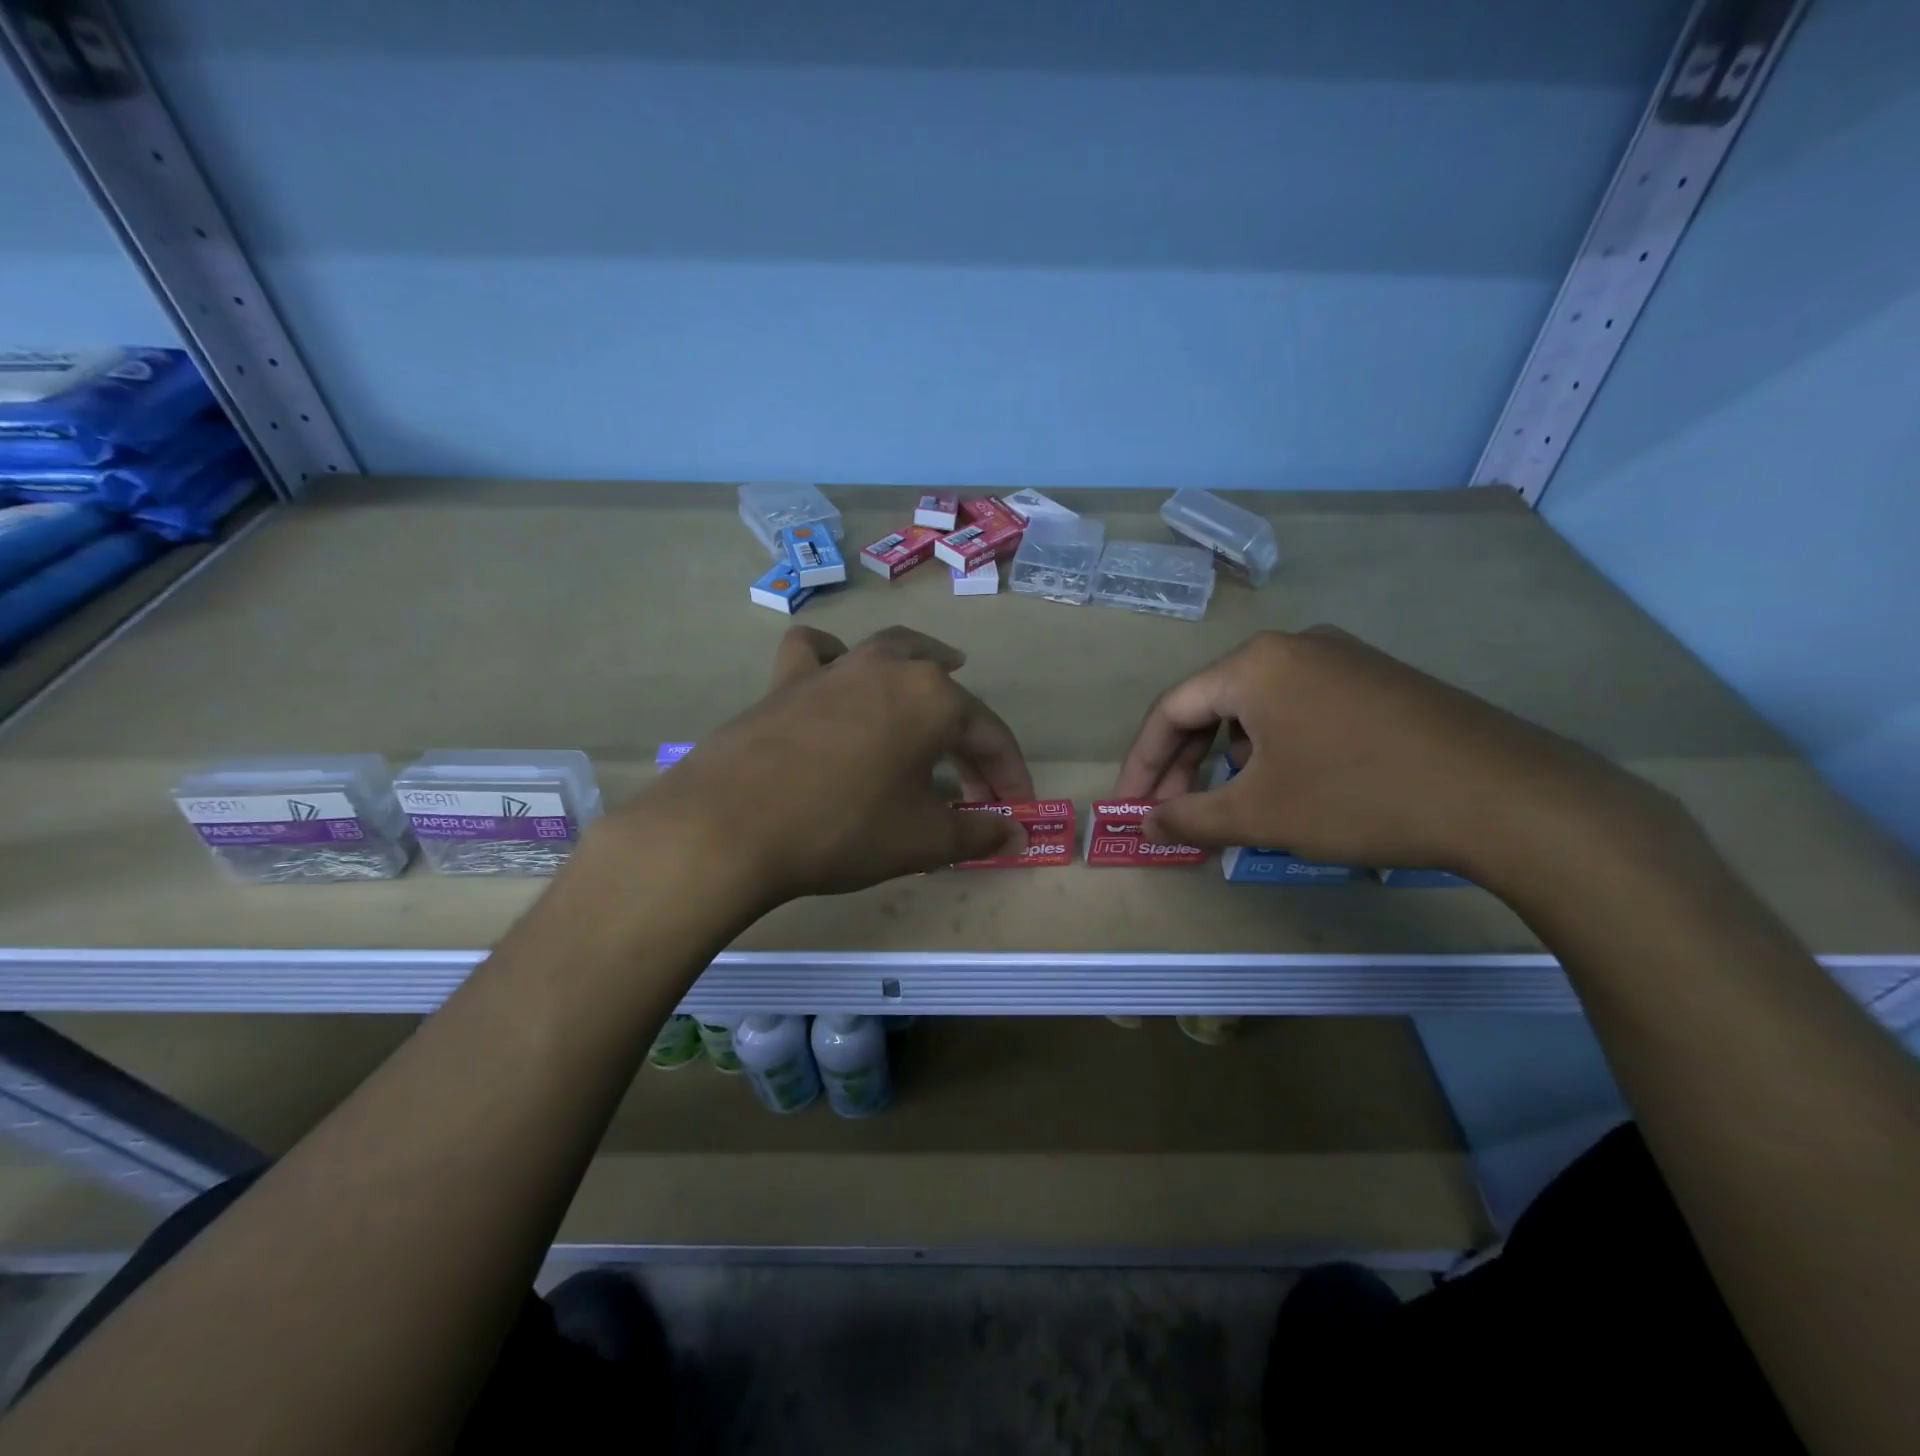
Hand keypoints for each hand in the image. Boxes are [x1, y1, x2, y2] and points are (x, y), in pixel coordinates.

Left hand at [623, 625, 1034, 909]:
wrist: (729, 826)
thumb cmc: (842, 828)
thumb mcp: (922, 839)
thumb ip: (978, 833)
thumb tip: (1015, 835)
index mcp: (932, 697)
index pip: (990, 736)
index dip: (1010, 777)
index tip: (1017, 812)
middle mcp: (888, 667)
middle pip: (946, 697)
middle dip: (970, 740)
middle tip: (977, 784)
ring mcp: (834, 667)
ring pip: (890, 652)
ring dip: (921, 666)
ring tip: (939, 674)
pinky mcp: (786, 680)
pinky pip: (818, 654)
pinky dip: (835, 659)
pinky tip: (838, 674)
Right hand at [1114, 627, 1648, 878]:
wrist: (1507, 797)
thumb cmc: (1359, 797)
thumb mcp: (1260, 815)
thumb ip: (1190, 816)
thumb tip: (1146, 822)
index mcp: (1254, 665)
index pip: (1171, 711)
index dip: (1143, 764)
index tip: (1130, 808)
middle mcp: (1292, 647)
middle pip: (1213, 705)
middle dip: (1186, 765)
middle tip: (1173, 815)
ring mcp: (1342, 659)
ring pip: (1257, 710)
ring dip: (1230, 760)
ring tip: (1233, 808)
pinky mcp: (1378, 681)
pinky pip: (1300, 710)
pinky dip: (1275, 750)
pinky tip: (1290, 787)